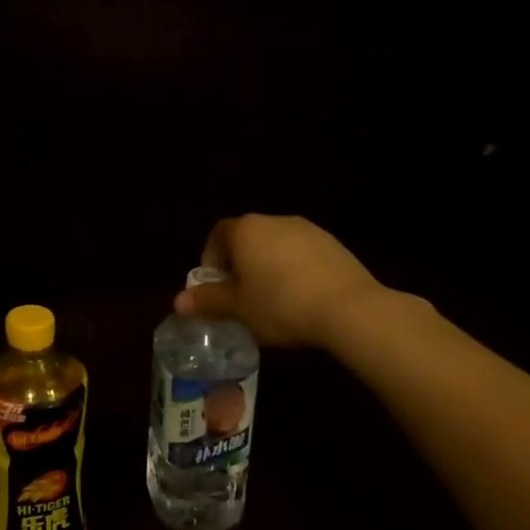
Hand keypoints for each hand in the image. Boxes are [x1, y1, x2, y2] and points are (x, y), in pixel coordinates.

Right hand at [175, 214, 386, 349]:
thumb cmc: (280, 305)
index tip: (215, 286)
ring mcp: (307, 229)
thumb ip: (207, 301)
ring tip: (272, 300)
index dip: (211, 259)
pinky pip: (301, 254)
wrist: (349, 308)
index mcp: (245, 230)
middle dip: (239, 264)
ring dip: (267, 266)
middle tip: (240, 296)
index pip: (217, 235)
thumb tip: (179, 301)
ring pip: (275, 245)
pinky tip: (301, 297)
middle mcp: (274, 220)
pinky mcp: (333, 244)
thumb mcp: (236, 309)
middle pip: (247, 238)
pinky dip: (294, 270)